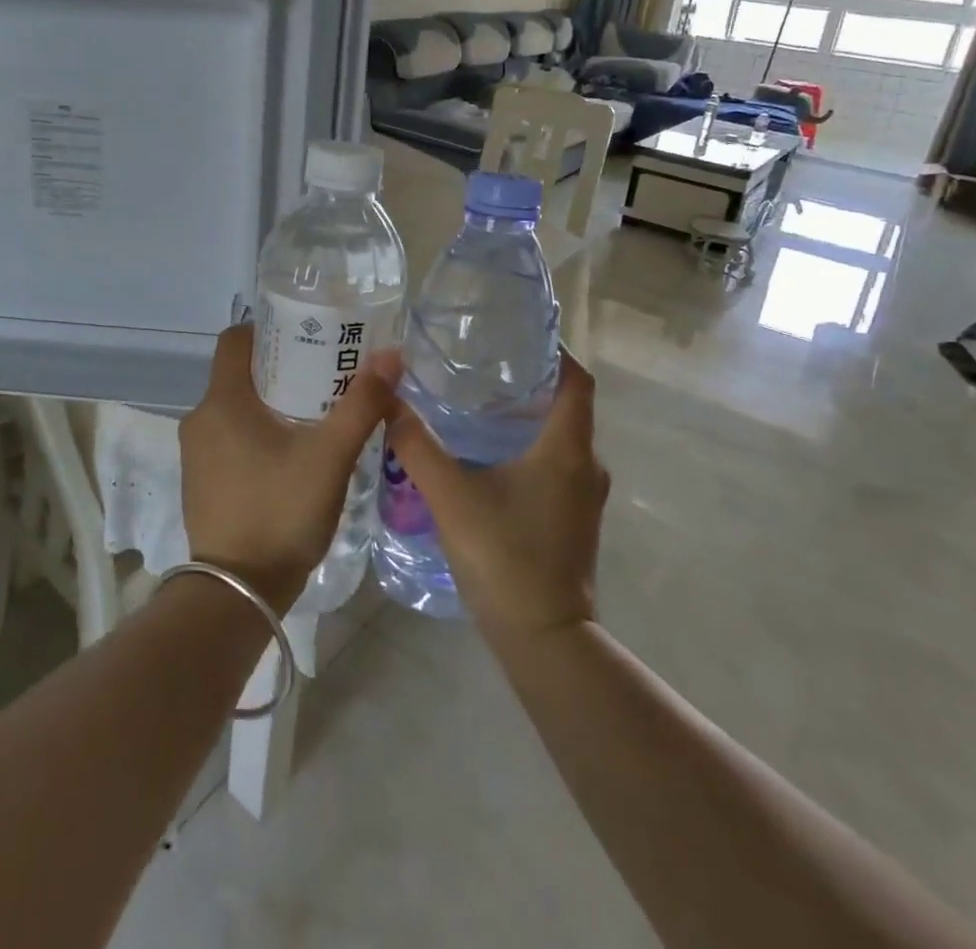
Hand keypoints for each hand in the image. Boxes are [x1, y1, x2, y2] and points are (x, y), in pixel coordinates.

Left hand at [179, 324, 397, 613]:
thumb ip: (361, 404)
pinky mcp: (201, 481)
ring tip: (316, 413)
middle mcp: (200, 419)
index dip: (269, 329)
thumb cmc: (280, 512)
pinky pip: (230, 438)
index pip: (236, 339)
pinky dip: (258, 433)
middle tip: (326, 374)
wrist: (237, 594)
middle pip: (240, 373)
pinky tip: (292, 454)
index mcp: (222, 401)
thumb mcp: (330, 457)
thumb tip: (390, 356)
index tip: (307, 335)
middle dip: (281, 368)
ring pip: (236, 408)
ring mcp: (196, 453)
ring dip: (271, 404)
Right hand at [385, 351, 607, 643]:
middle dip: (532, 382)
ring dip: (530, 417)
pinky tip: (490, 455)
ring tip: (481, 404)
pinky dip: (531, 447)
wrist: (543, 639)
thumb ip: (418, 446)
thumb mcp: (451, 496)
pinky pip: (558, 465)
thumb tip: (389, 402)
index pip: (578, 381)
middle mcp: (586, 465)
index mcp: (567, 448)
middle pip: (569, 406)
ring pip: (562, 438)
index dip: (557, 353)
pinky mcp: (574, 519)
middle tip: (485, 366)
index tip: (521, 337)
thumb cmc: (504, 557)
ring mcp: (584, 496)